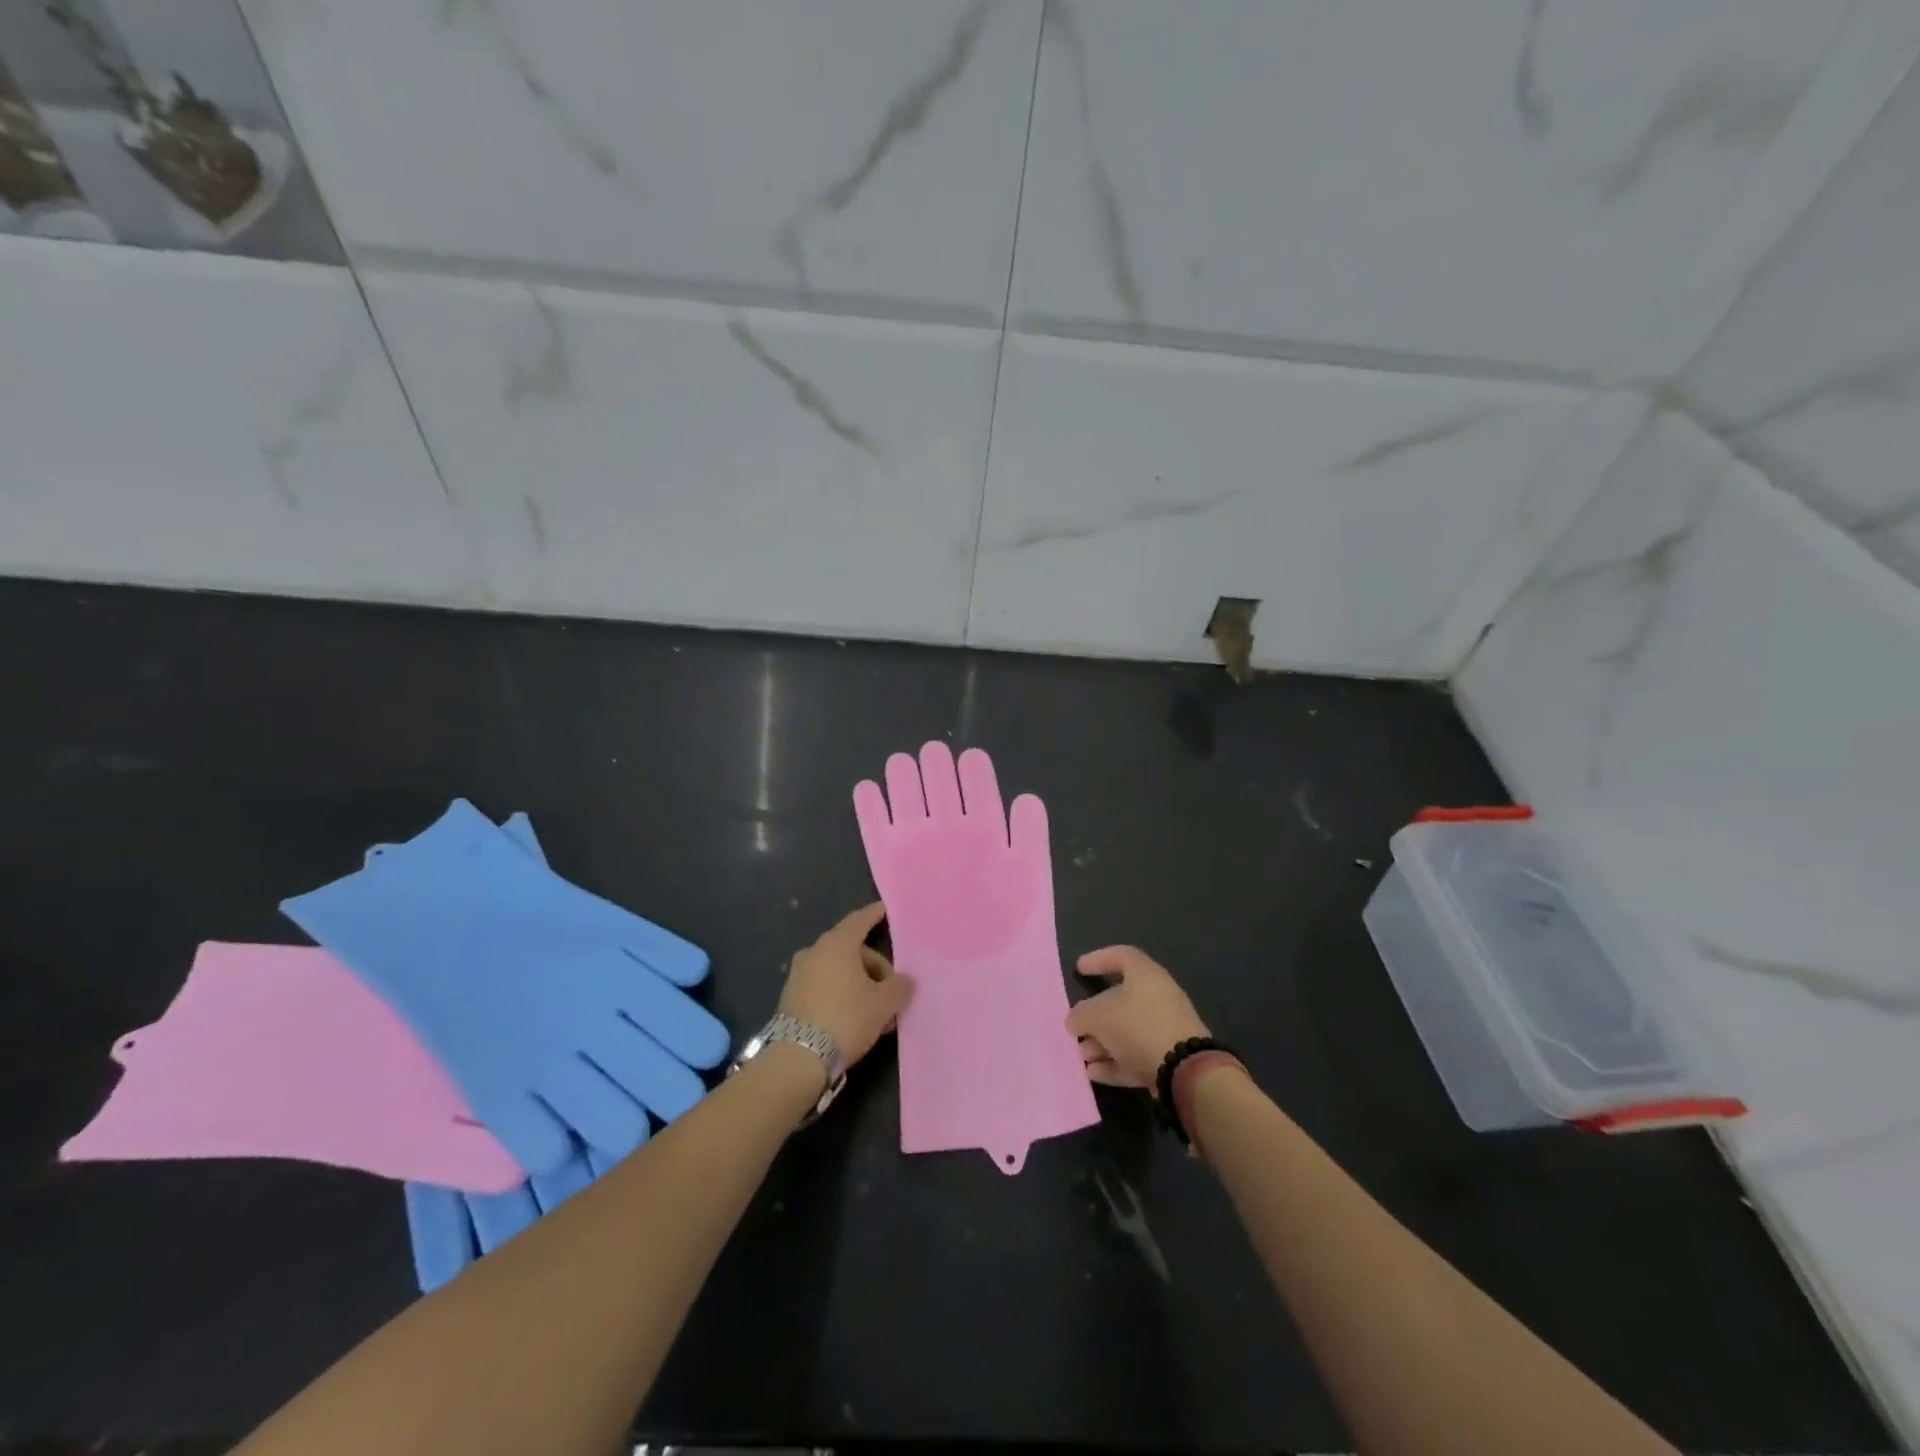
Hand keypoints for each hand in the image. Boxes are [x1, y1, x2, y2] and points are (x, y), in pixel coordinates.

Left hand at [779, 903, 913, 1067]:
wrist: (798, 1057)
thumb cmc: (846, 1018)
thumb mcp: (883, 1004)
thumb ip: (899, 986)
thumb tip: (904, 981)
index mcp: (837, 944)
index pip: (860, 920)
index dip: (875, 915)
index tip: (885, 910)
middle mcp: (815, 952)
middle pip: (852, 950)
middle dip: (874, 966)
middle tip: (892, 991)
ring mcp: (799, 974)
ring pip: (838, 970)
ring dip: (859, 984)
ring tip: (877, 1012)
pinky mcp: (791, 998)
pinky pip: (824, 986)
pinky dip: (841, 994)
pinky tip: (855, 1018)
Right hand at [1067, 946, 1209, 1089]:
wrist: (1184, 1070)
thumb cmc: (1138, 1027)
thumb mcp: (1098, 1015)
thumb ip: (1081, 1014)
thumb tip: (1075, 1021)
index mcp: (1145, 975)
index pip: (1121, 956)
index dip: (1098, 959)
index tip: (1079, 968)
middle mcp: (1158, 997)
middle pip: (1121, 1000)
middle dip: (1095, 1015)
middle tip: (1075, 1026)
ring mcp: (1165, 1029)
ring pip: (1126, 1031)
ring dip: (1101, 1043)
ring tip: (1082, 1056)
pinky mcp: (1169, 1059)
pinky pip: (1135, 1055)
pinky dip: (1114, 1062)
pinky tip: (1093, 1073)